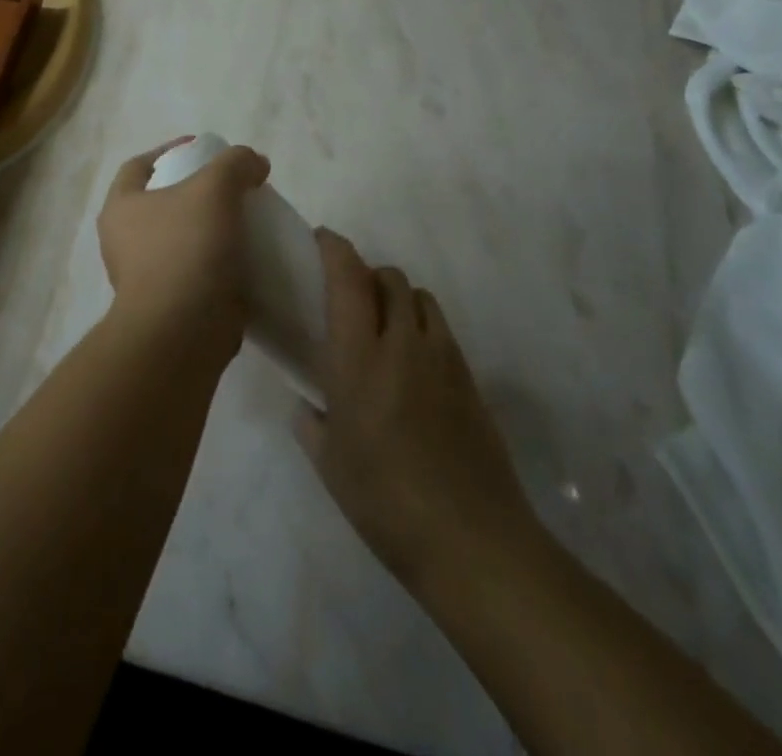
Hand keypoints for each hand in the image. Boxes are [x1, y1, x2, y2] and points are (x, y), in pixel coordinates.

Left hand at [96, 137, 269, 355]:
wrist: (183, 331)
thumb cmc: (186, 249)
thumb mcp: (214, 188)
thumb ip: (235, 163)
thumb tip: (253, 162)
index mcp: (121, 208)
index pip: (138, 165)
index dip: (169, 150)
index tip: (202, 148)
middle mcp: (124, 241)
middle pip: (162, 202)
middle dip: (195, 191)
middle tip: (232, 186)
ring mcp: (145, 277)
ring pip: (181, 238)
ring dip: (209, 227)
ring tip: (245, 219)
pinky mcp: (170, 304)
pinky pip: (196, 271)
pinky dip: (218, 261)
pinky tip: (247, 256)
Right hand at [297, 231, 536, 590]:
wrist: (472, 541)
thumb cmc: (385, 502)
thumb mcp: (330, 465)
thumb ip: (311, 424)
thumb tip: (309, 405)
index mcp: (359, 358)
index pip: (348, 279)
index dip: (334, 249)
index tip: (321, 240)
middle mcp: (403, 343)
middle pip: (389, 278)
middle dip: (367, 275)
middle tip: (350, 300)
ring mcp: (443, 357)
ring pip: (420, 297)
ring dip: (399, 298)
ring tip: (385, 329)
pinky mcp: (470, 378)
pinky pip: (442, 330)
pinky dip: (423, 327)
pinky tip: (415, 366)